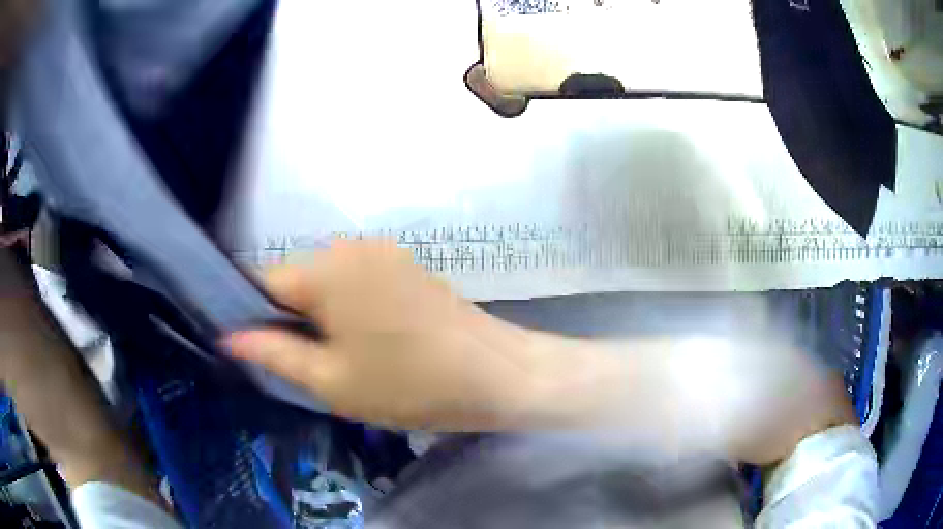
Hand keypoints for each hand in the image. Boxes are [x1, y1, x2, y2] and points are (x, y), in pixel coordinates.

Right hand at [228, 240, 547, 429]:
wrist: (498, 374)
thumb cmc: (409, 386)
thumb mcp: (331, 381)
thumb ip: (274, 354)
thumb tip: (230, 337)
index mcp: (326, 269)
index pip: (265, 281)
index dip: (258, 318)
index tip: (269, 353)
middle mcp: (352, 246)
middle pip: (298, 279)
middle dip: (294, 319)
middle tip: (315, 366)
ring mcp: (385, 252)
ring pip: (328, 281)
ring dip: (324, 315)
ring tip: (348, 357)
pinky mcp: (407, 265)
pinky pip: (358, 281)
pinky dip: (351, 307)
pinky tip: (375, 340)